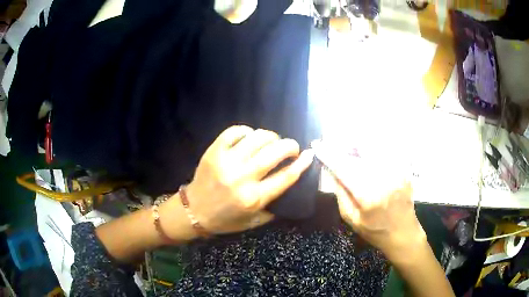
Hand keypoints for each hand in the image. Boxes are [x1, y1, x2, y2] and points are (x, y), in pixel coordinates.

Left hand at [183, 125, 313, 233]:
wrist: (194, 211)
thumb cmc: (225, 219)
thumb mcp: (253, 222)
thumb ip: (274, 209)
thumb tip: (291, 189)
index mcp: (254, 198)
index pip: (286, 176)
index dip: (302, 163)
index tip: (310, 154)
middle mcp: (242, 178)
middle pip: (275, 153)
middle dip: (290, 146)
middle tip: (292, 147)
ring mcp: (226, 162)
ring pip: (257, 138)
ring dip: (271, 136)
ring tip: (272, 141)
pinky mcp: (214, 152)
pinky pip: (234, 132)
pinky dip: (246, 131)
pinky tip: (250, 137)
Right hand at [315, 143, 424, 261]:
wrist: (403, 233)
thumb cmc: (375, 231)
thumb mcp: (352, 219)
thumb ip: (341, 194)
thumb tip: (330, 171)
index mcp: (368, 195)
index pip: (344, 167)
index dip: (329, 155)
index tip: (318, 145)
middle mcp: (384, 178)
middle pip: (360, 149)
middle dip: (344, 143)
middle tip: (334, 144)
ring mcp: (397, 171)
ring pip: (374, 145)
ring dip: (359, 143)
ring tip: (350, 147)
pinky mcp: (404, 168)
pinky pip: (387, 149)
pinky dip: (374, 148)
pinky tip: (367, 153)